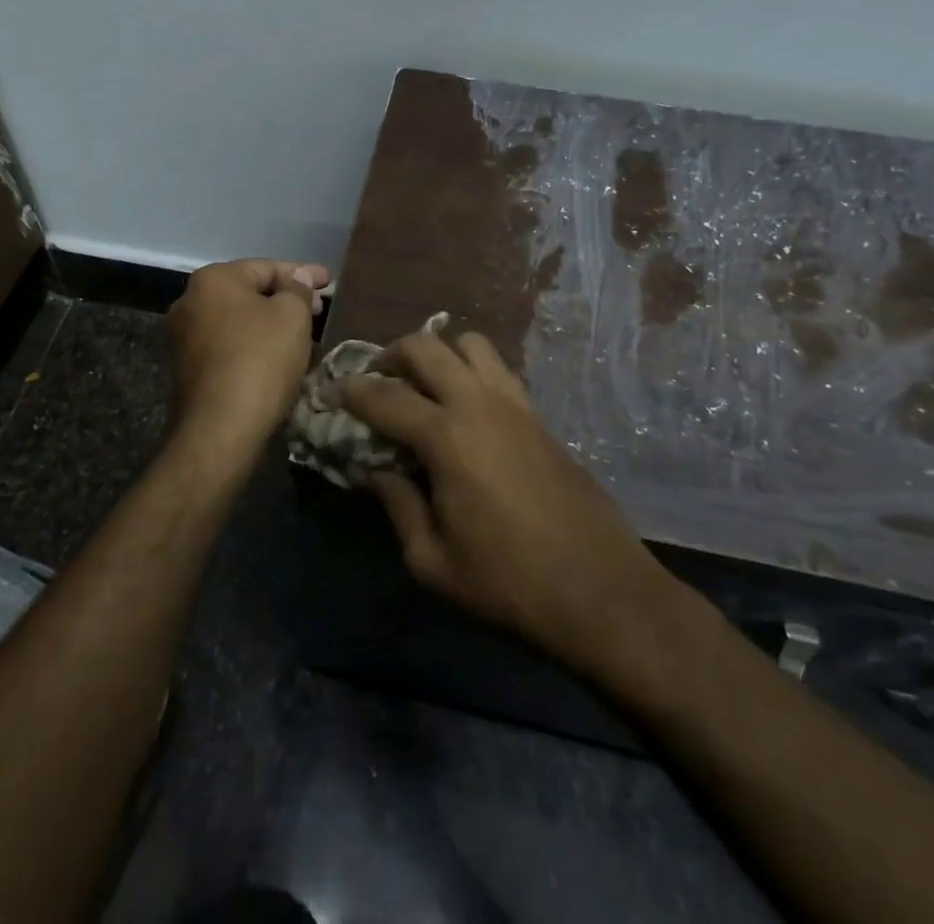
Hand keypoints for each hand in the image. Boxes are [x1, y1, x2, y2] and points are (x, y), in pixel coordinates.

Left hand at [167, 258, 328, 461]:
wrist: (221, 428)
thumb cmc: (261, 359)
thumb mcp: (292, 316)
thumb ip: (298, 289)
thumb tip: (298, 278)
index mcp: (213, 279)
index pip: (266, 267)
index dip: (303, 273)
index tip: (331, 281)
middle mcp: (190, 301)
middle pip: (250, 292)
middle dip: (287, 299)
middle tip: (321, 308)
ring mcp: (184, 337)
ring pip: (240, 321)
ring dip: (272, 324)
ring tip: (305, 333)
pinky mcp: (188, 368)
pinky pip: (230, 345)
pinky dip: (255, 345)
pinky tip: (279, 356)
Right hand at [340, 328, 668, 679]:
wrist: (599, 589)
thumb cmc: (508, 582)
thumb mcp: (433, 560)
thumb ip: (397, 506)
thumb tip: (375, 470)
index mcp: (446, 437)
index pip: (385, 396)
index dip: (353, 390)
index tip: (335, 389)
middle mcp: (478, 404)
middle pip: (426, 346)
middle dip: (392, 354)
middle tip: (377, 379)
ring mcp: (515, 404)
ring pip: (470, 344)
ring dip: (439, 352)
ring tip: (425, 384)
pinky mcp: (539, 415)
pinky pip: (498, 370)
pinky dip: (472, 371)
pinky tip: (466, 407)